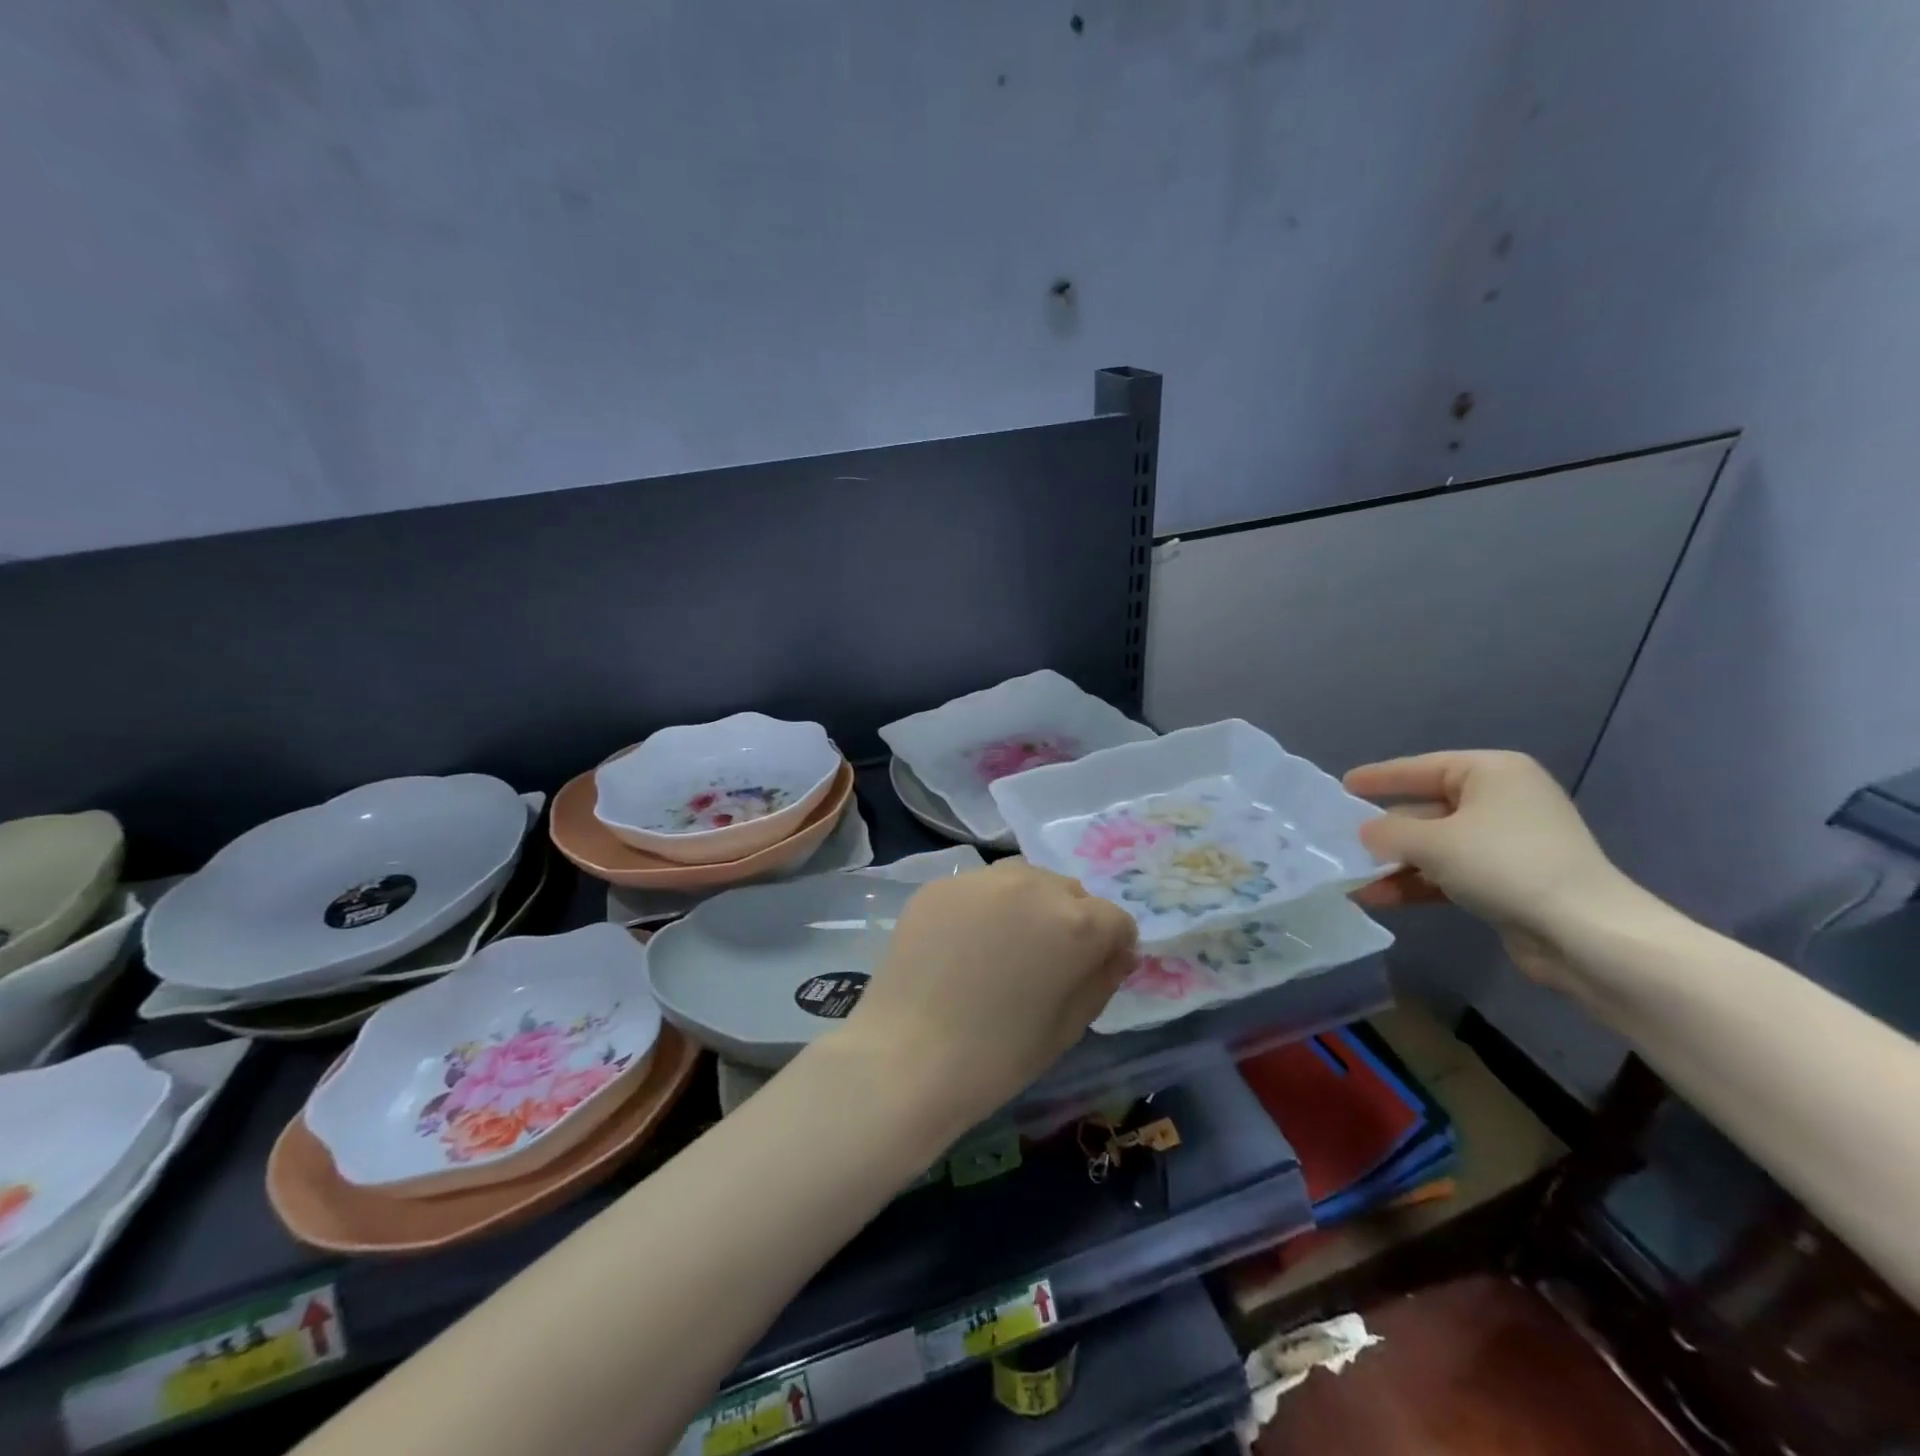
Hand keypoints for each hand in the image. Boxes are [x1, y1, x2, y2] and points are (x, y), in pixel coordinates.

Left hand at [839, 861, 1138, 1131]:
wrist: (906, 1057)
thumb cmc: (997, 1056)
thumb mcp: (1068, 1028)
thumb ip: (1101, 979)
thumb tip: (1116, 952)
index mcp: (1075, 922)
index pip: (1116, 920)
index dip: (1111, 949)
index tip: (1091, 974)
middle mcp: (1033, 884)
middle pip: (1070, 892)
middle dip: (1070, 921)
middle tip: (1044, 963)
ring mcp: (982, 879)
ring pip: (1025, 879)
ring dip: (1029, 905)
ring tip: (1004, 947)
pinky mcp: (941, 884)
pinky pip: (980, 888)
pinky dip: (985, 908)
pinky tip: (964, 945)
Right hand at [1343, 750, 1636, 987]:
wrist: (1585, 934)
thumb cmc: (1505, 865)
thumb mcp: (1433, 842)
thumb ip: (1389, 832)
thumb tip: (1365, 833)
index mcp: (1492, 773)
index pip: (1422, 767)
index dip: (1380, 777)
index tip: (1344, 785)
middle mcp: (1502, 800)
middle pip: (1427, 809)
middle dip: (1385, 831)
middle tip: (1342, 839)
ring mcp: (1507, 842)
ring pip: (1435, 846)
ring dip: (1395, 864)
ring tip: (1352, 881)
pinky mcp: (1508, 880)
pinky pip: (1449, 873)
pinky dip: (1417, 883)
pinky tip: (1379, 899)